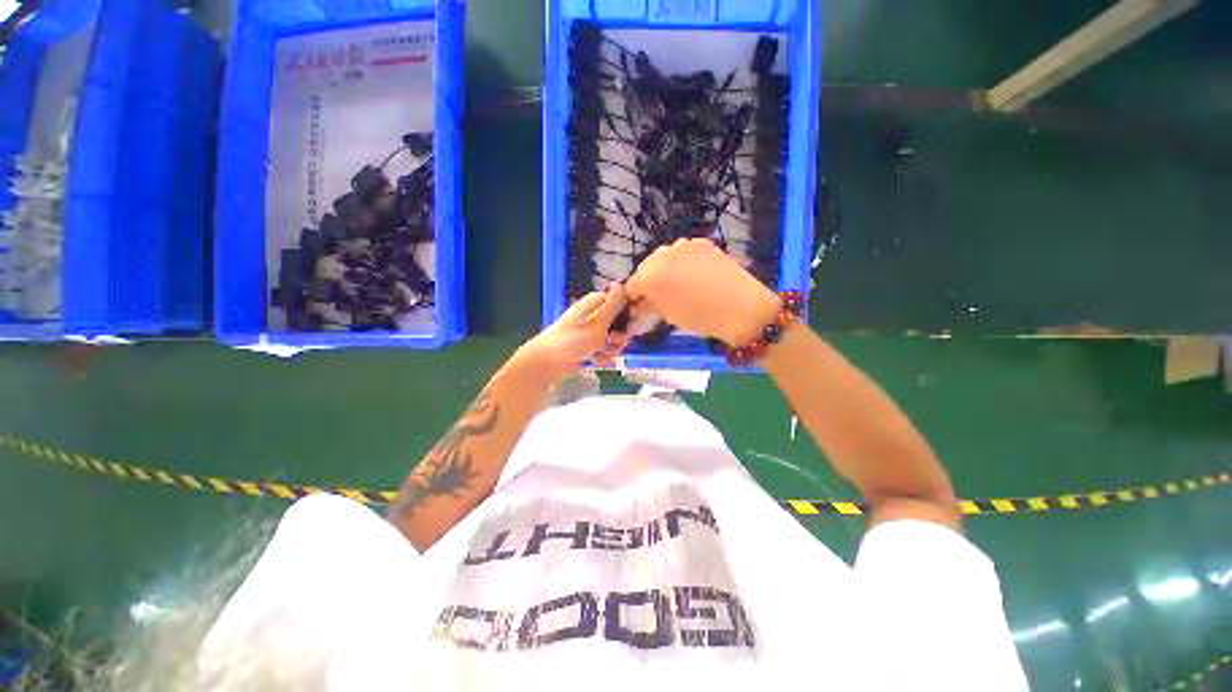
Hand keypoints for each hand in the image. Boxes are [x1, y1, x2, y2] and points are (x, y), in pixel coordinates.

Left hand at [515, 284, 630, 381]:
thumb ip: (613, 305)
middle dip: (619, 337)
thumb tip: (621, 283)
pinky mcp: (588, 345)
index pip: (623, 304)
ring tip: (600, 354)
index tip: (628, 328)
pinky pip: (605, 349)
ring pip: (614, 339)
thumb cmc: (572, 342)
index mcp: (596, 303)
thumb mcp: (597, 323)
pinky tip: (596, 361)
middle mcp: (595, 314)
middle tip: (610, 343)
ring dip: (612, 349)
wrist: (547, 364)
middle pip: (620, 324)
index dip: (629, 316)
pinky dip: (603, 356)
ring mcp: (591, 330)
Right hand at [627, 239, 779, 343]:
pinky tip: (695, 275)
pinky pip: (683, 252)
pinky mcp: (701, 242)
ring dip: (665, 269)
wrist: (740, 307)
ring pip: (664, 257)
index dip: (635, 297)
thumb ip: (649, 306)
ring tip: (679, 285)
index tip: (641, 306)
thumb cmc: (700, 318)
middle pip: (646, 267)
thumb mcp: (668, 315)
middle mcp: (661, 255)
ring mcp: (682, 245)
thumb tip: (639, 306)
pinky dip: (683, 262)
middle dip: (649, 281)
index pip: (632, 285)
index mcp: (649, 277)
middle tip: (659, 296)